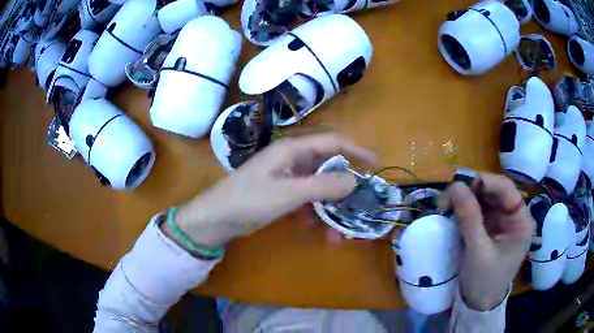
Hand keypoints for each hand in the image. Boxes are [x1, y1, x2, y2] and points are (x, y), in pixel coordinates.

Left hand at [172, 134, 375, 247]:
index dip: (355, 149)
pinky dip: (312, 213)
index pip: (331, 142)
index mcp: (292, 149)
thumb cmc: (248, 200)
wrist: (216, 219)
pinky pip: (305, 200)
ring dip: (328, 207)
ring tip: (337, 232)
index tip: (374, 162)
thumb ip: (322, 186)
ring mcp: (286, 177)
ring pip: (317, 188)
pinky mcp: (281, 194)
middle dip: (343, 188)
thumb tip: (353, 180)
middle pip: (327, 167)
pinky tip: (312, 227)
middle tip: (357, 205)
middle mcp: (291, 159)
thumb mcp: (288, 193)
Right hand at [439, 174, 534, 310]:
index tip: (461, 183)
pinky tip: (453, 211)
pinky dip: (465, 208)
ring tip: (447, 203)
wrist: (478, 303)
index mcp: (521, 221)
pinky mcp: (490, 226)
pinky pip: (478, 209)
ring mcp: (502, 220)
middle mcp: (514, 216)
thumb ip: (469, 218)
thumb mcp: (477, 251)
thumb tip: (455, 185)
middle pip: (495, 191)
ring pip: (485, 198)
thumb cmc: (484, 281)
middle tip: (448, 195)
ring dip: (466, 198)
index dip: (486, 181)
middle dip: (472, 190)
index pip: (507, 190)